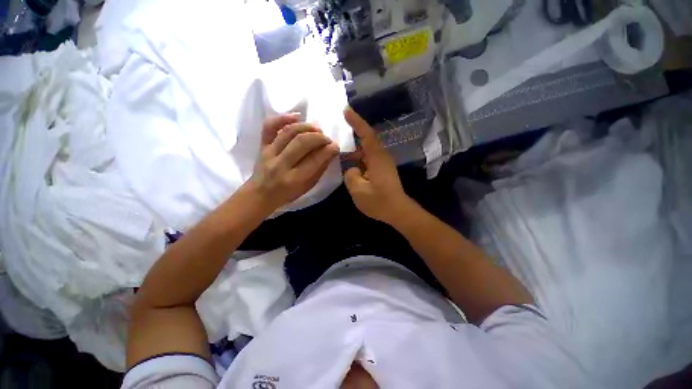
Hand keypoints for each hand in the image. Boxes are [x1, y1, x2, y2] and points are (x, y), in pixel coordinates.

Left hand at [249, 114, 339, 210]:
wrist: (261, 194)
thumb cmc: (288, 193)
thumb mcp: (308, 187)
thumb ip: (320, 169)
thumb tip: (331, 152)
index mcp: (294, 180)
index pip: (314, 160)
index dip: (328, 150)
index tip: (336, 146)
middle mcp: (280, 165)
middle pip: (301, 142)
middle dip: (319, 138)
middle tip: (327, 139)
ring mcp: (269, 153)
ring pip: (288, 132)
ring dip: (306, 127)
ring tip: (317, 129)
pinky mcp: (261, 145)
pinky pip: (269, 126)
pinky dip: (283, 118)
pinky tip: (297, 116)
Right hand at [343, 108, 411, 224]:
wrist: (398, 211)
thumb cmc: (379, 201)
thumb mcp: (358, 190)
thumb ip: (350, 175)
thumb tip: (351, 169)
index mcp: (377, 158)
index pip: (366, 134)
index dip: (356, 121)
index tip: (346, 110)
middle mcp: (382, 157)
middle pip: (366, 141)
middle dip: (353, 137)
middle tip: (337, 137)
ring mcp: (383, 164)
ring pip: (366, 152)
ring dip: (354, 153)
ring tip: (340, 155)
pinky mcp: (383, 171)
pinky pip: (368, 160)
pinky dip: (359, 161)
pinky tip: (351, 167)